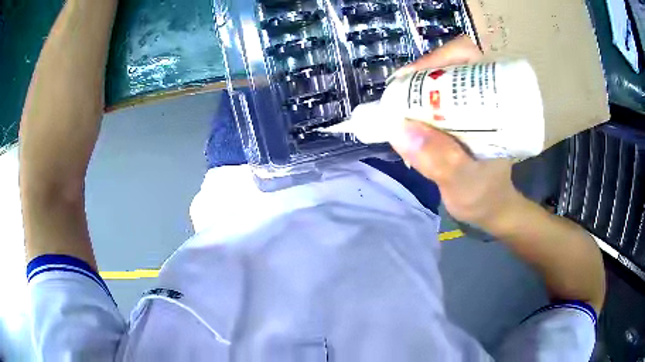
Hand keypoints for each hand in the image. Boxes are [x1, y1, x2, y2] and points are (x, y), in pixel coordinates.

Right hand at [390, 36, 523, 230]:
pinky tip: (406, 116)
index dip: (436, 59)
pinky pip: (435, 96)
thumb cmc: (485, 196)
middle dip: (420, 74)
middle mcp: (484, 95)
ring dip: (415, 88)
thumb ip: (440, 160)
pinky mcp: (459, 115)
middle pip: (450, 62)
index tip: (408, 80)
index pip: (468, 57)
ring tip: (398, 107)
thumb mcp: (464, 184)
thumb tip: (400, 128)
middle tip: (398, 97)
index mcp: (496, 102)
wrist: (491, 207)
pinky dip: (416, 101)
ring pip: (440, 78)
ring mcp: (471, 104)